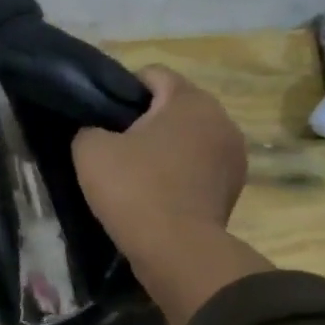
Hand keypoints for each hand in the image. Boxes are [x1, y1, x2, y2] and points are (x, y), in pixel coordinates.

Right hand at [73, 66, 271, 324]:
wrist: (176, 250)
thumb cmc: (134, 189)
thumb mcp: (90, 151)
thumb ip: (89, 129)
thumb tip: (97, 132)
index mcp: (189, 99)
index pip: (152, 74)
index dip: (122, 90)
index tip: (102, 117)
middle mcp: (221, 118)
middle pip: (175, 106)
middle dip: (146, 121)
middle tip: (115, 148)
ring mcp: (234, 154)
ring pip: (189, 138)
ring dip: (166, 148)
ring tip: (137, 174)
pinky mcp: (234, 187)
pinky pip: (199, 166)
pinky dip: (180, 173)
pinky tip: (157, 194)